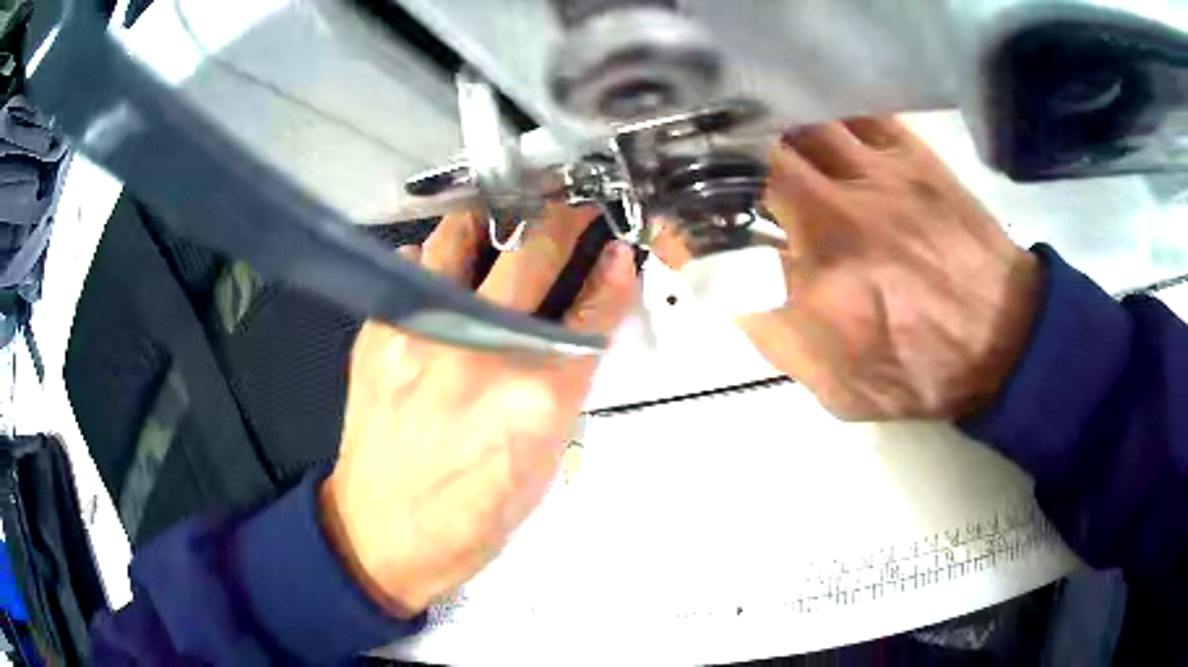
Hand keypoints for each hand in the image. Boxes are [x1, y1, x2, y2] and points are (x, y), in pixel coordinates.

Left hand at [321, 206, 637, 616]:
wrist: (387, 534)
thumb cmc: (474, 514)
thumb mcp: (544, 458)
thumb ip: (563, 383)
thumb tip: (575, 329)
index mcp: (536, 392)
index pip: (590, 309)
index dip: (611, 274)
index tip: (616, 250)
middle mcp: (479, 349)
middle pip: (533, 255)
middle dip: (562, 223)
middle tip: (569, 212)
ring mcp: (421, 334)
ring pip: (460, 238)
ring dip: (490, 225)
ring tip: (501, 225)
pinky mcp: (379, 334)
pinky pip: (411, 270)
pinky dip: (433, 261)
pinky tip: (441, 272)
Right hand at [654, 117, 1040, 419]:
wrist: (1005, 341)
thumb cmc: (920, 375)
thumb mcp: (837, 389)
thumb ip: (773, 337)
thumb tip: (723, 286)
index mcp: (818, 294)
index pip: (719, 247)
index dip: (681, 230)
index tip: (667, 222)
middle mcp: (840, 223)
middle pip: (752, 164)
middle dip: (714, 159)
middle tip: (700, 161)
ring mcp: (878, 179)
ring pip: (797, 125)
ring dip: (763, 128)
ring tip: (746, 132)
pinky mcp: (911, 157)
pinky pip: (851, 113)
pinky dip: (819, 112)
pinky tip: (808, 121)